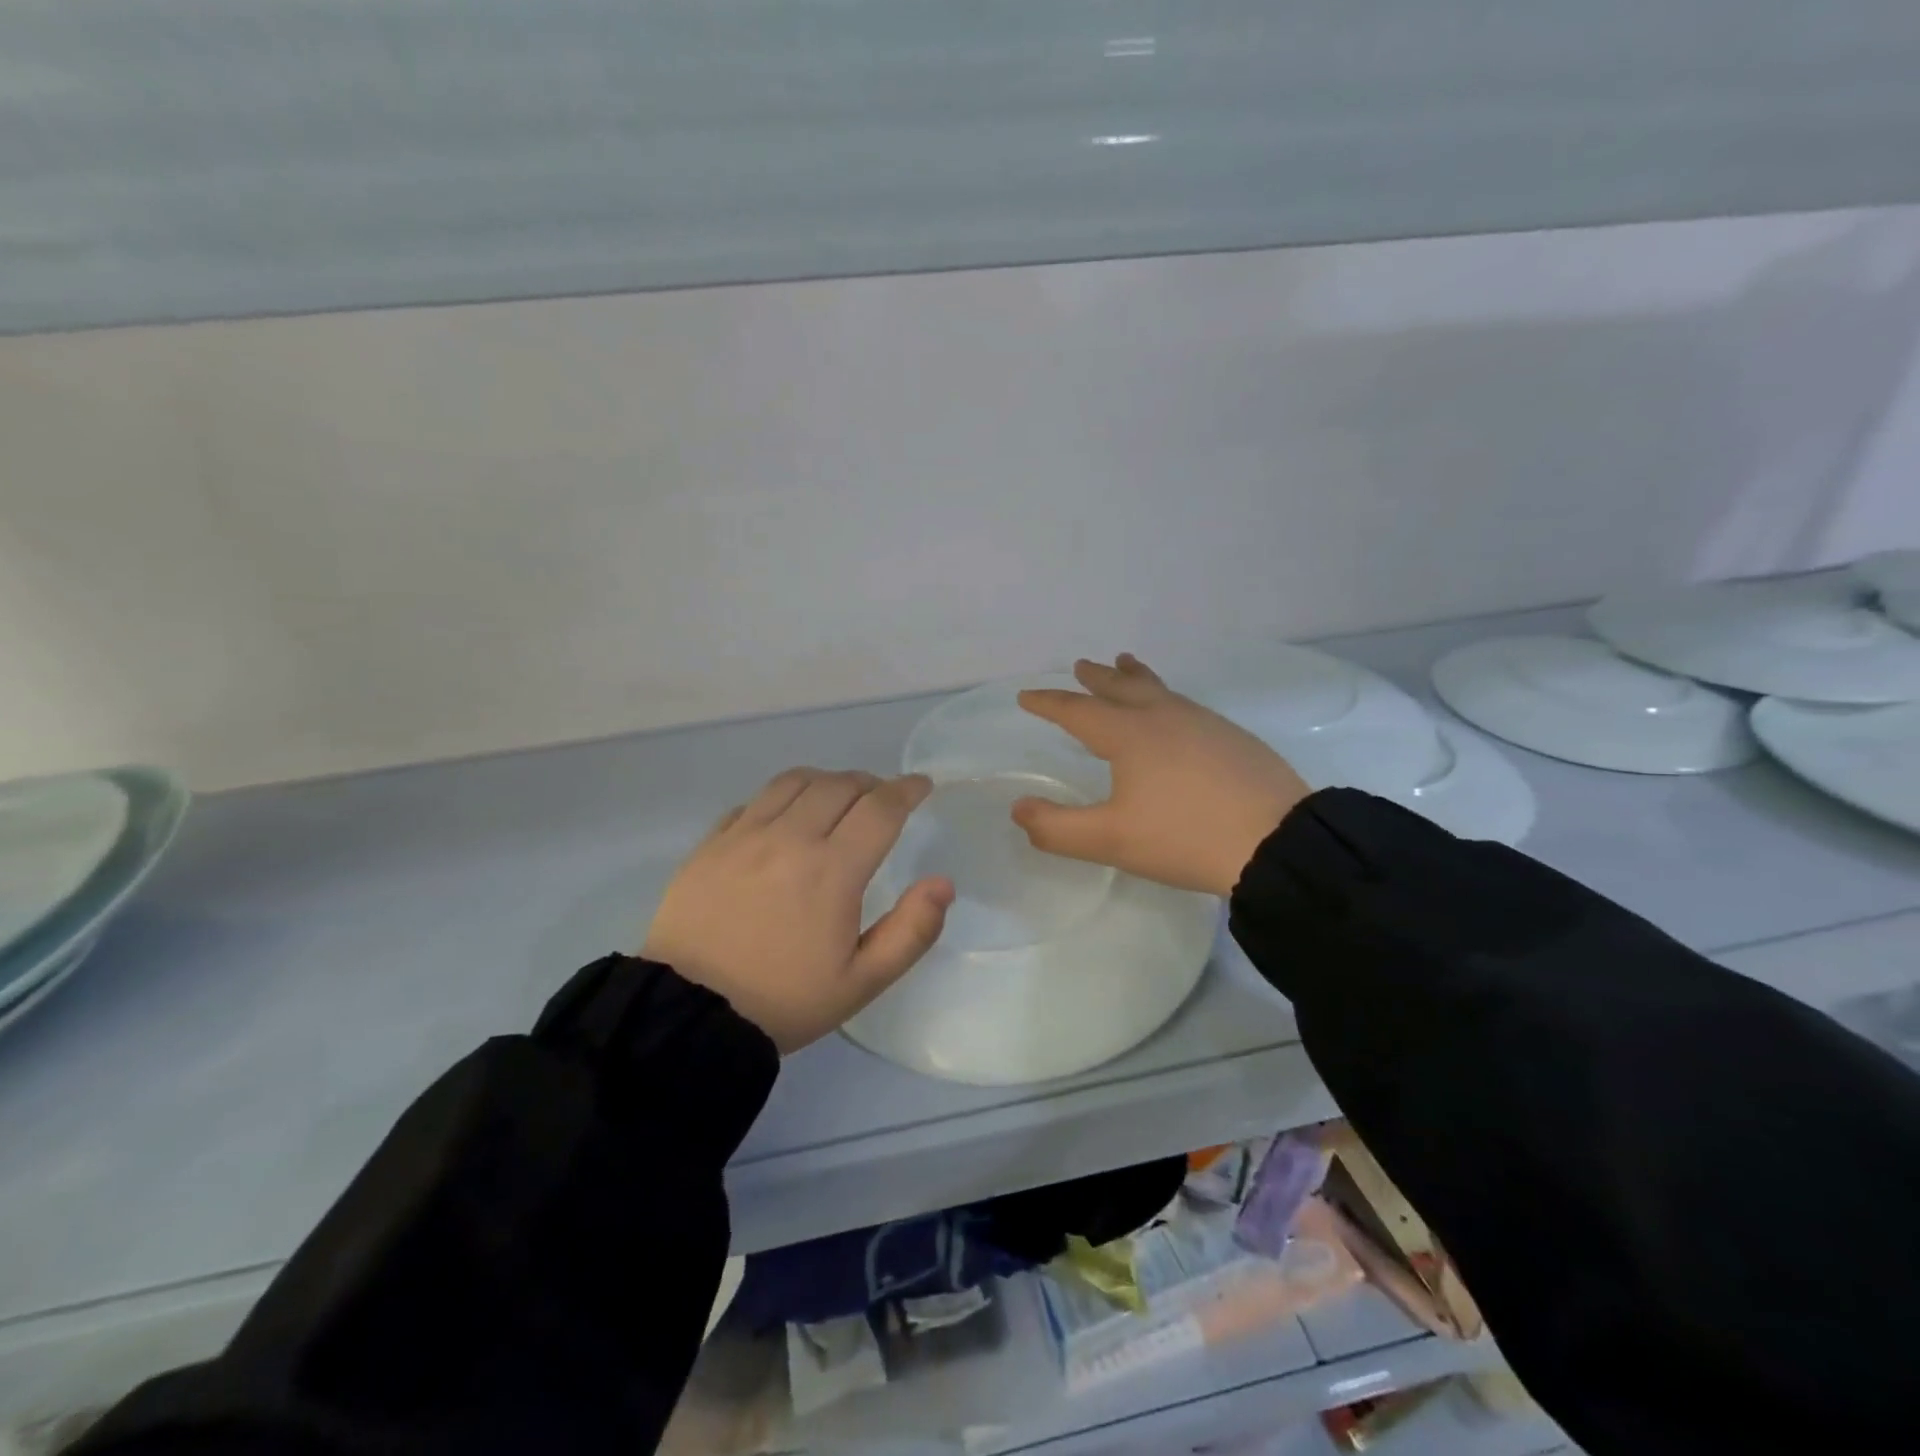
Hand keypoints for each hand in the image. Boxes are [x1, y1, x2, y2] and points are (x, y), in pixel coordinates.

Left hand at [642, 769, 954, 1052]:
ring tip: (837, 798)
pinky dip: (781, 798)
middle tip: (883, 800)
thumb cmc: (784, 1001)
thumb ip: (911, 931)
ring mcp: (744, 835)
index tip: (922, 786)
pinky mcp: (710, 844)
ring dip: (826, 781)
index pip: (881, 808)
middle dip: (871, 784)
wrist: (688, 1016)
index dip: (907, 790)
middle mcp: (790, 838)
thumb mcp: (861, 982)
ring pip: (794, 781)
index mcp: (833, 870)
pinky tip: (784, 818)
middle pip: (840, 784)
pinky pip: (753, 801)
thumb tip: (942, 883)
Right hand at [1013, 655, 1310, 896]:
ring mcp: (1204, 723)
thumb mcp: (1110, 840)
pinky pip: (1186, 705)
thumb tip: (1019, 809)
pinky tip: (1176, 714)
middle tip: (1081, 665)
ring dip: (1135, 678)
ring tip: (1126, 664)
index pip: (1077, 711)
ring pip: (1160, 690)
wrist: (1276, 841)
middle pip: (1122, 687)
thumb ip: (1057, 828)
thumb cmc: (1184, 837)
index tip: (1026, 696)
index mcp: (1129, 735)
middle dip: (1096, 677)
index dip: (1049, 703)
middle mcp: (1164, 718)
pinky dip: (1166, 697)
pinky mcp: (1233, 738)